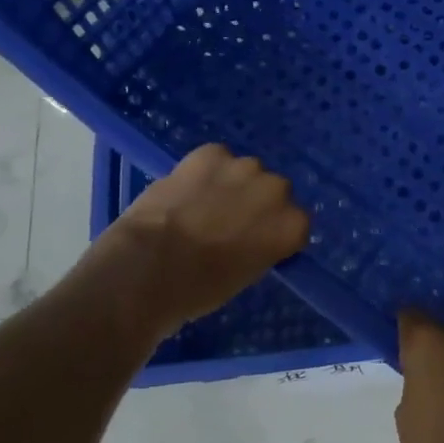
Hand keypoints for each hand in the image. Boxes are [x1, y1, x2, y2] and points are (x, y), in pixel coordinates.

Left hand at [89, 144, 309, 336]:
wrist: (148, 268)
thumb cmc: (198, 290)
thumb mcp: (244, 275)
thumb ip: (260, 247)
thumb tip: (249, 237)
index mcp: (292, 225)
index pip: (295, 222)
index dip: (273, 231)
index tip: (255, 242)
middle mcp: (277, 190)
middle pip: (273, 191)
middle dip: (255, 202)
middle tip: (228, 223)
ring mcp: (245, 167)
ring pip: (245, 172)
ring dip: (231, 184)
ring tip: (201, 204)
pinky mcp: (212, 153)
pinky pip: (216, 158)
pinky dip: (204, 170)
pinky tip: (186, 189)